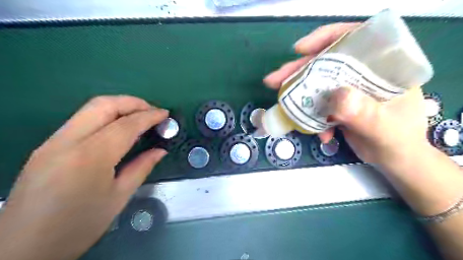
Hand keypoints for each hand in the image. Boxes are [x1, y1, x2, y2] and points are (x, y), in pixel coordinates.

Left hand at [0, 96, 167, 259]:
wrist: (22, 250)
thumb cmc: (79, 226)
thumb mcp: (119, 197)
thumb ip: (142, 167)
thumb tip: (161, 150)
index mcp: (90, 157)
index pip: (125, 125)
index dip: (149, 116)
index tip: (165, 114)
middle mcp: (68, 141)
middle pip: (103, 105)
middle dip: (132, 102)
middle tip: (152, 111)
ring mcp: (53, 141)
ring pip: (90, 109)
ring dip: (119, 107)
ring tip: (139, 116)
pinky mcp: (47, 146)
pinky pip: (81, 120)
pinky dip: (105, 117)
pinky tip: (118, 129)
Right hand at [262, 24, 428, 167]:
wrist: (394, 160)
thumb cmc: (398, 142)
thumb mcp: (383, 128)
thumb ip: (364, 113)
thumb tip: (336, 96)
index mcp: (382, 67)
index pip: (354, 39)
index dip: (325, 39)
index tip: (299, 50)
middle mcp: (363, 74)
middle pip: (326, 62)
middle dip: (298, 71)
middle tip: (274, 81)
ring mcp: (349, 90)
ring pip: (317, 83)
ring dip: (299, 95)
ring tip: (283, 105)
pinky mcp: (339, 104)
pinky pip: (318, 104)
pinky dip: (312, 117)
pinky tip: (319, 133)